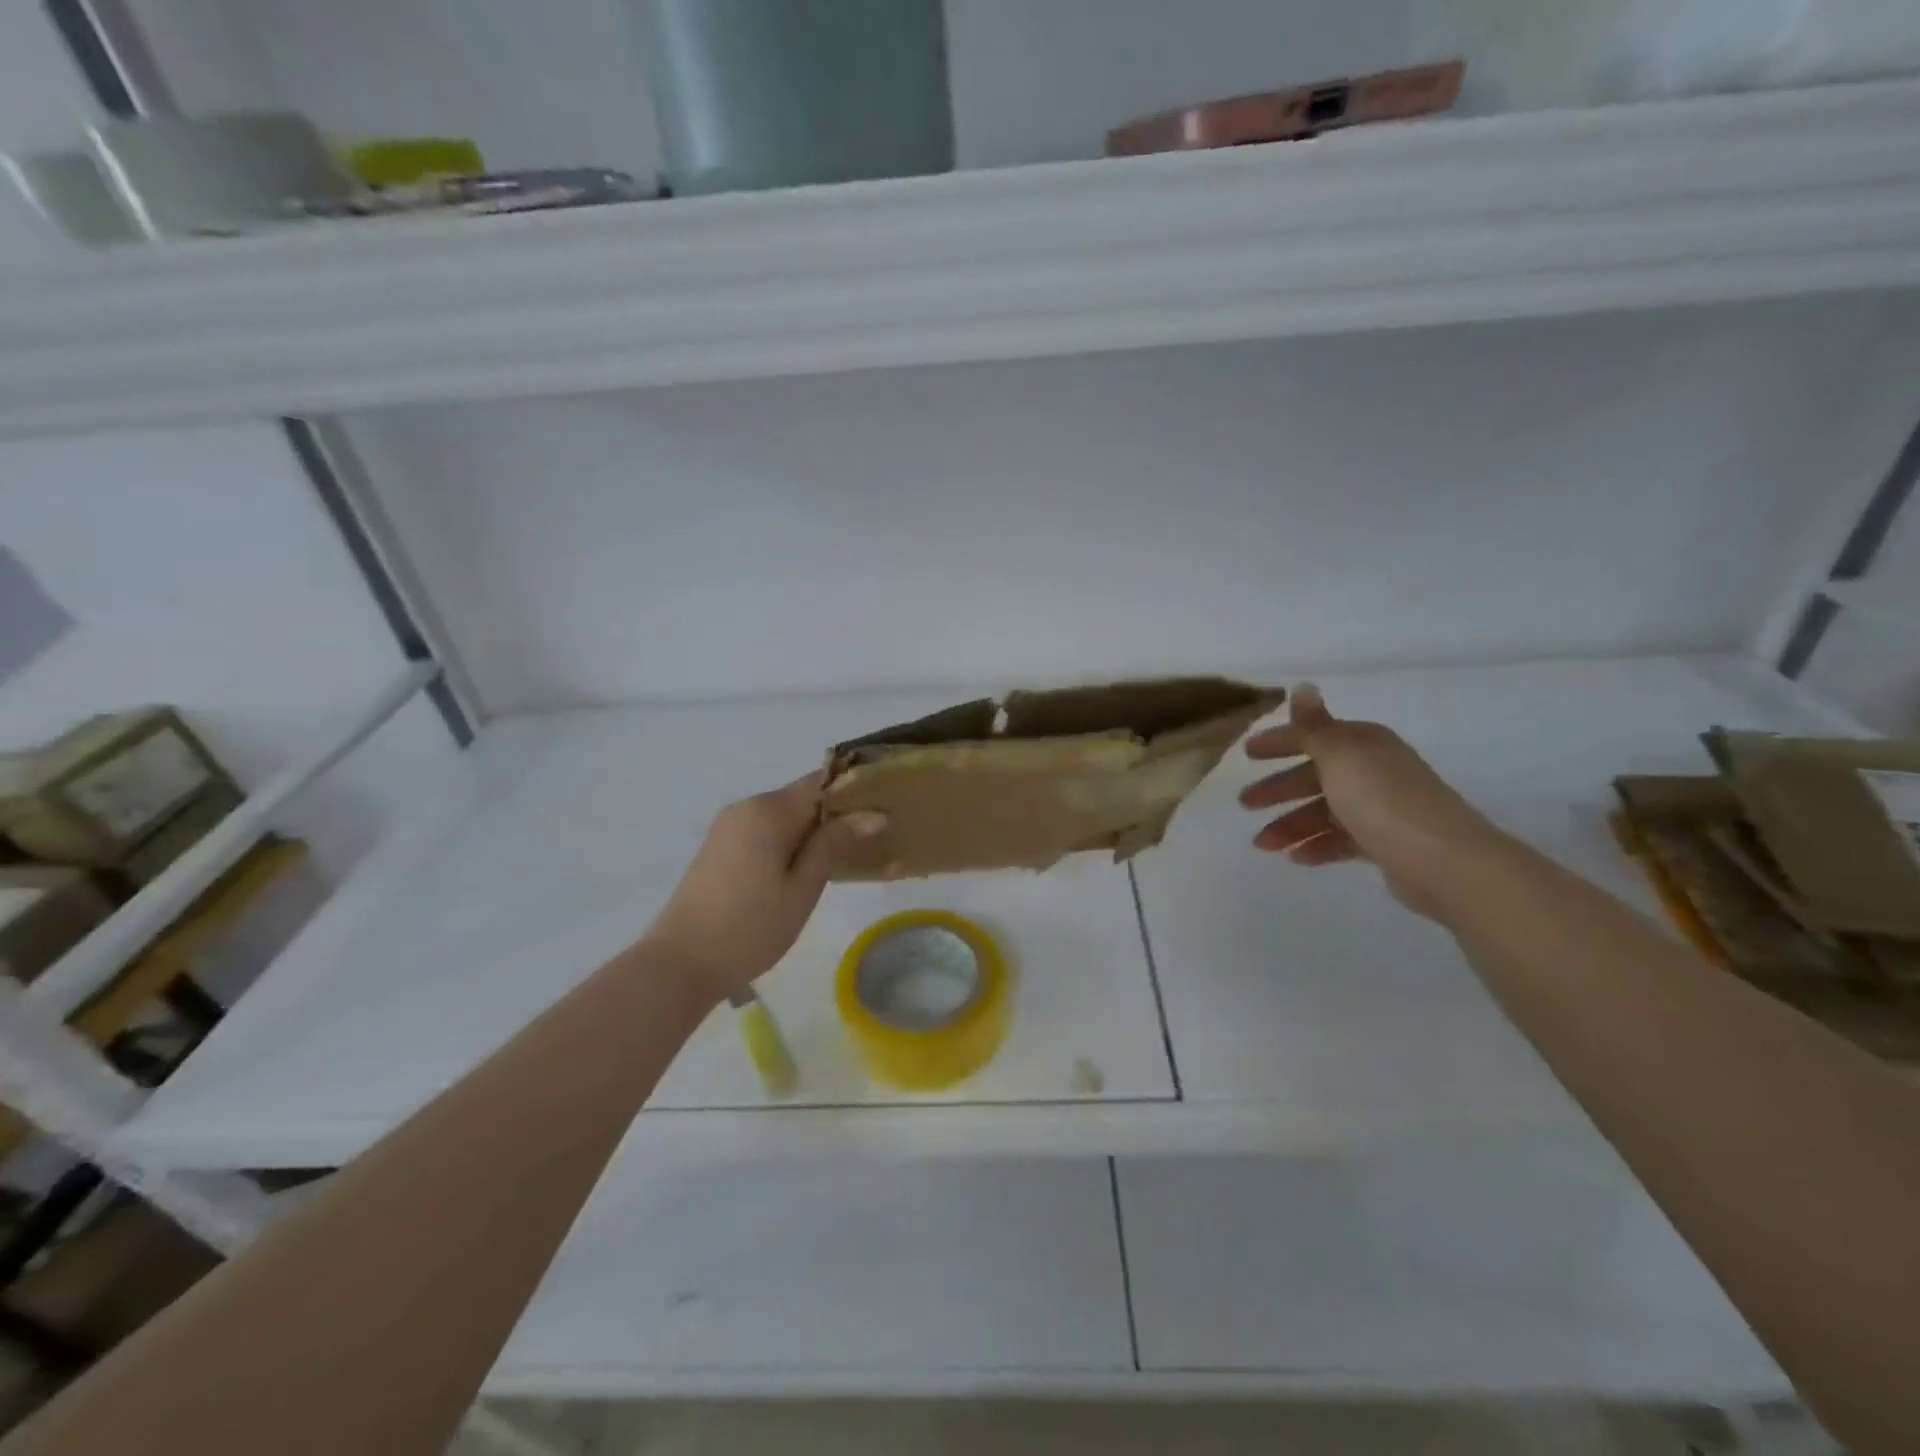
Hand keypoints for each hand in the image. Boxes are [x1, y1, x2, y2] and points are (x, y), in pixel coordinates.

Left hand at [641, 773, 885, 1002]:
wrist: (679, 964)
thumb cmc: (750, 927)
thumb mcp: (803, 887)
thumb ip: (835, 844)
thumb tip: (874, 813)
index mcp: (768, 810)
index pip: (821, 782)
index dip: (853, 793)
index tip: (881, 813)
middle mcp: (746, 806)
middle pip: (801, 799)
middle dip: (833, 817)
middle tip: (866, 847)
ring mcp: (727, 826)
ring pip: (782, 817)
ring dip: (810, 834)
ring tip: (838, 864)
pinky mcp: (717, 847)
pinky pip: (763, 832)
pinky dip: (786, 844)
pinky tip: (799, 874)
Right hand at [1239, 685, 1507, 917]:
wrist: (1442, 860)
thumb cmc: (1381, 799)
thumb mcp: (1339, 755)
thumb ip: (1313, 725)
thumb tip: (1302, 685)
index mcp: (1364, 744)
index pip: (1314, 736)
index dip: (1280, 742)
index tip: (1247, 755)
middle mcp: (1374, 771)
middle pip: (1316, 775)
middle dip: (1279, 789)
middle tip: (1245, 803)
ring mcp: (1381, 808)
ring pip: (1324, 812)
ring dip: (1291, 825)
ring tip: (1263, 845)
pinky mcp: (1386, 843)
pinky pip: (1341, 840)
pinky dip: (1317, 846)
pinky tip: (1296, 858)